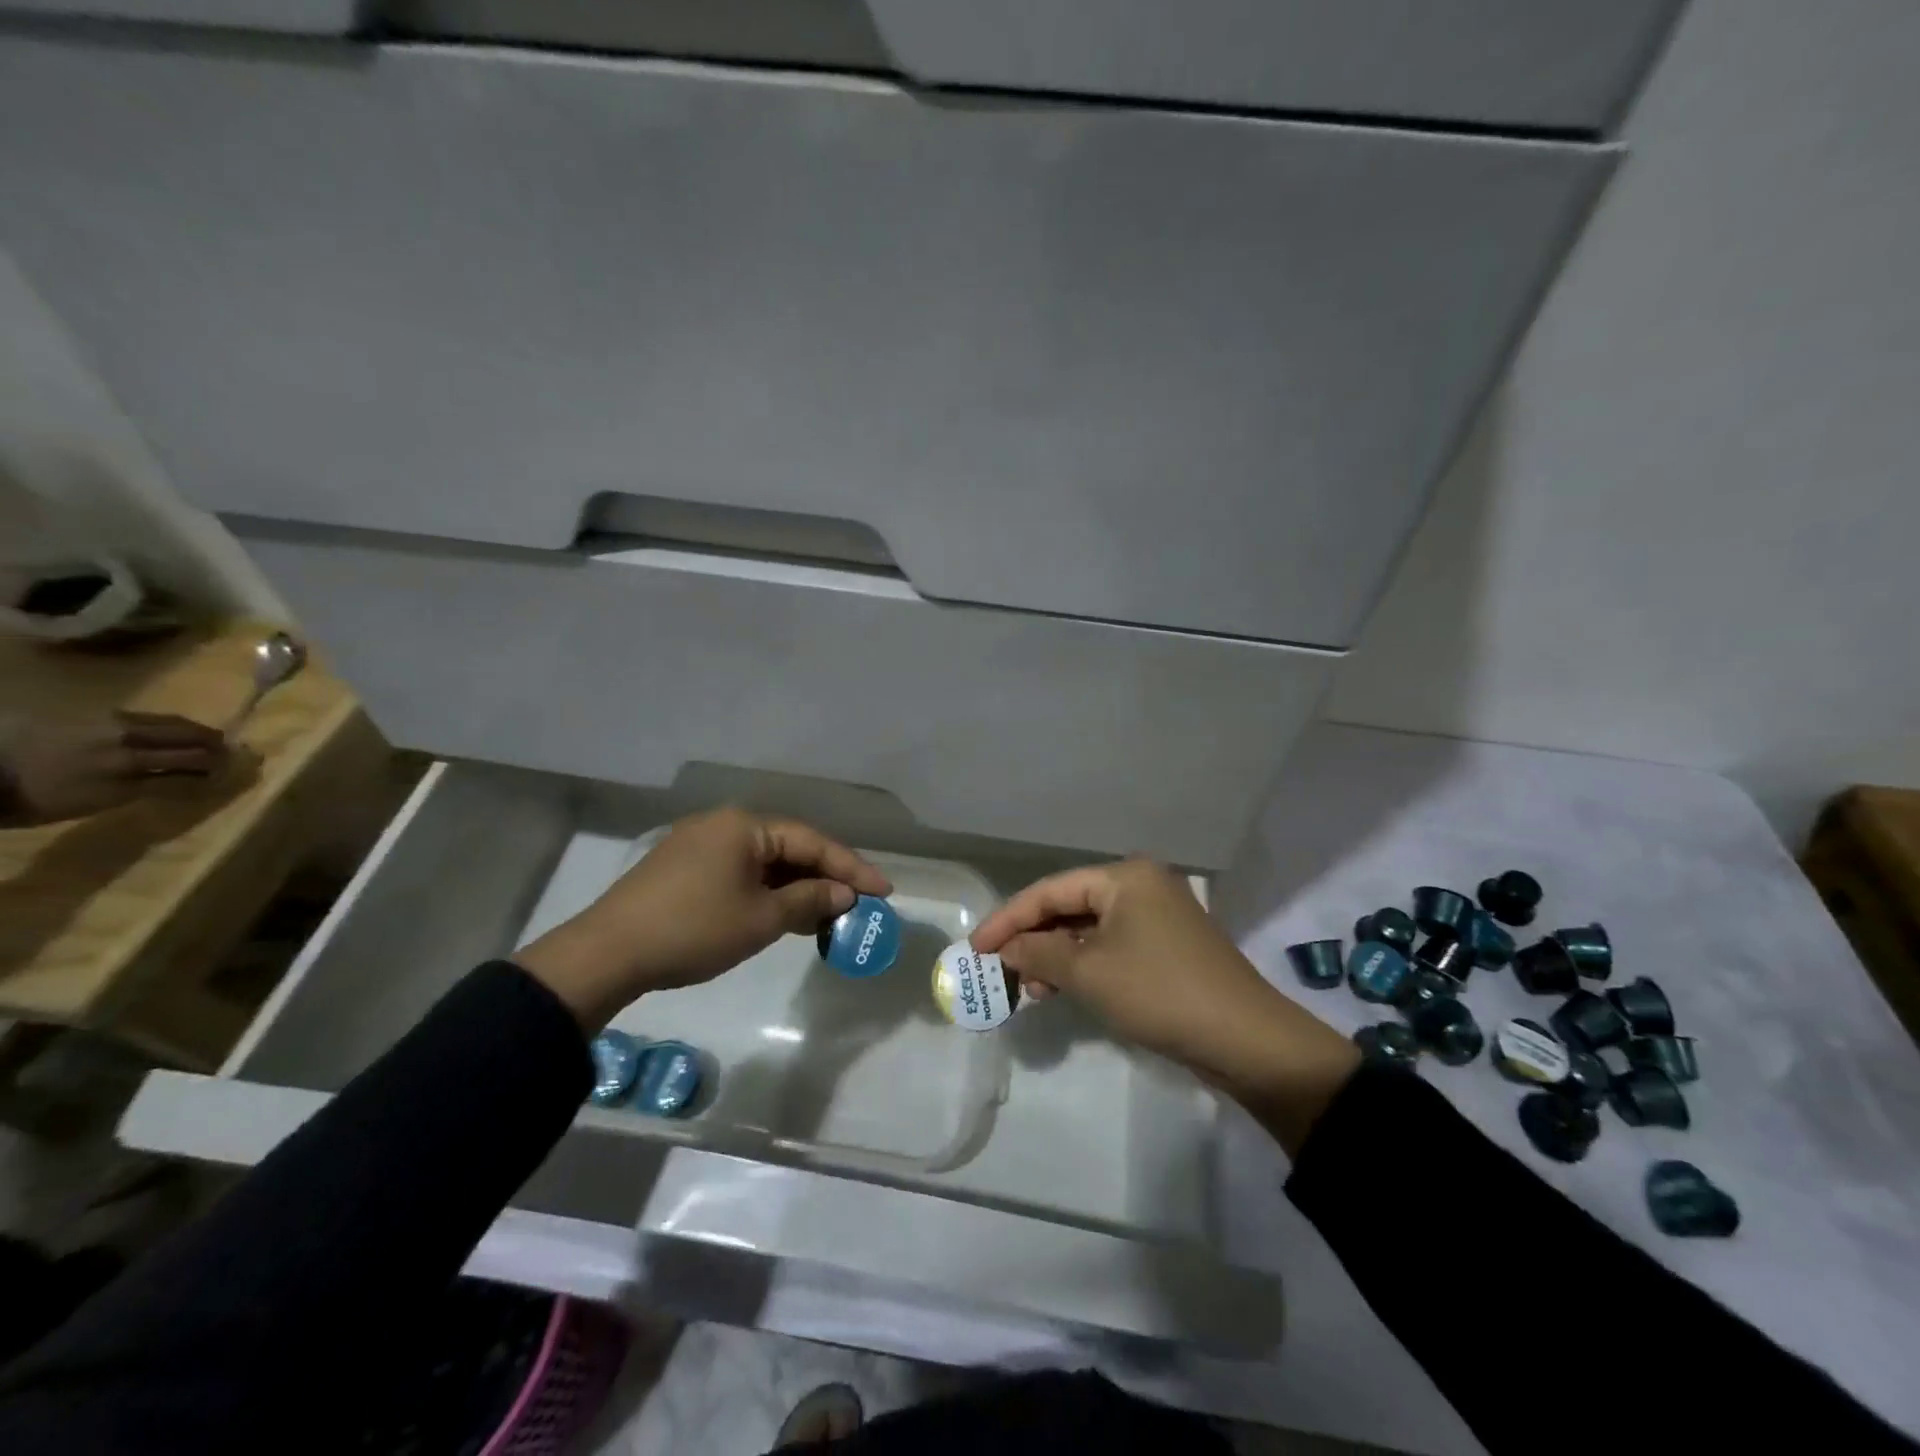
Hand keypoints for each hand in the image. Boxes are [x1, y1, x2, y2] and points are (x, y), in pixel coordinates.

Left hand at [0, 712, 229, 826]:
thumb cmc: (41, 796)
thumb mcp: (100, 799)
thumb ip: (151, 786)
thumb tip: (196, 779)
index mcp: (130, 762)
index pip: (191, 761)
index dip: (216, 766)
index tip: (235, 771)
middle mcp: (128, 737)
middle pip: (186, 736)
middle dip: (213, 745)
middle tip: (232, 754)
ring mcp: (114, 722)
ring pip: (170, 722)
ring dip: (195, 732)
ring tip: (209, 740)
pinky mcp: (100, 714)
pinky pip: (149, 717)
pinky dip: (170, 725)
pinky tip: (170, 732)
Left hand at [516, 807, 890, 1029]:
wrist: (608, 954)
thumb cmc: (694, 929)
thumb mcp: (761, 918)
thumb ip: (809, 899)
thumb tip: (844, 893)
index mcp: (745, 825)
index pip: (812, 841)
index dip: (851, 868)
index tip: (884, 891)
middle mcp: (724, 825)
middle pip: (789, 848)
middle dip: (825, 877)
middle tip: (859, 904)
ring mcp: (700, 845)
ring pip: (765, 862)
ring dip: (797, 887)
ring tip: (828, 915)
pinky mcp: (684, 868)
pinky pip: (741, 873)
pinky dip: (768, 892)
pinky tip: (785, 914)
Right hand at [971, 859, 1359, 1153]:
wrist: (1247, 1041)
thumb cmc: (1159, 993)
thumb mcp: (1089, 973)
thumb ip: (1039, 955)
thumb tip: (1007, 950)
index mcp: (1124, 876)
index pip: (1050, 890)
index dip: (1008, 919)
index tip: (975, 947)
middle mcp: (1141, 885)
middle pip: (1069, 906)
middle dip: (1033, 940)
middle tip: (1001, 970)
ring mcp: (1158, 916)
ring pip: (1089, 930)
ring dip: (1056, 957)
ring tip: (1032, 991)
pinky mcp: (1167, 947)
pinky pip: (1111, 947)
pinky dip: (1084, 966)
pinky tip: (1064, 990)